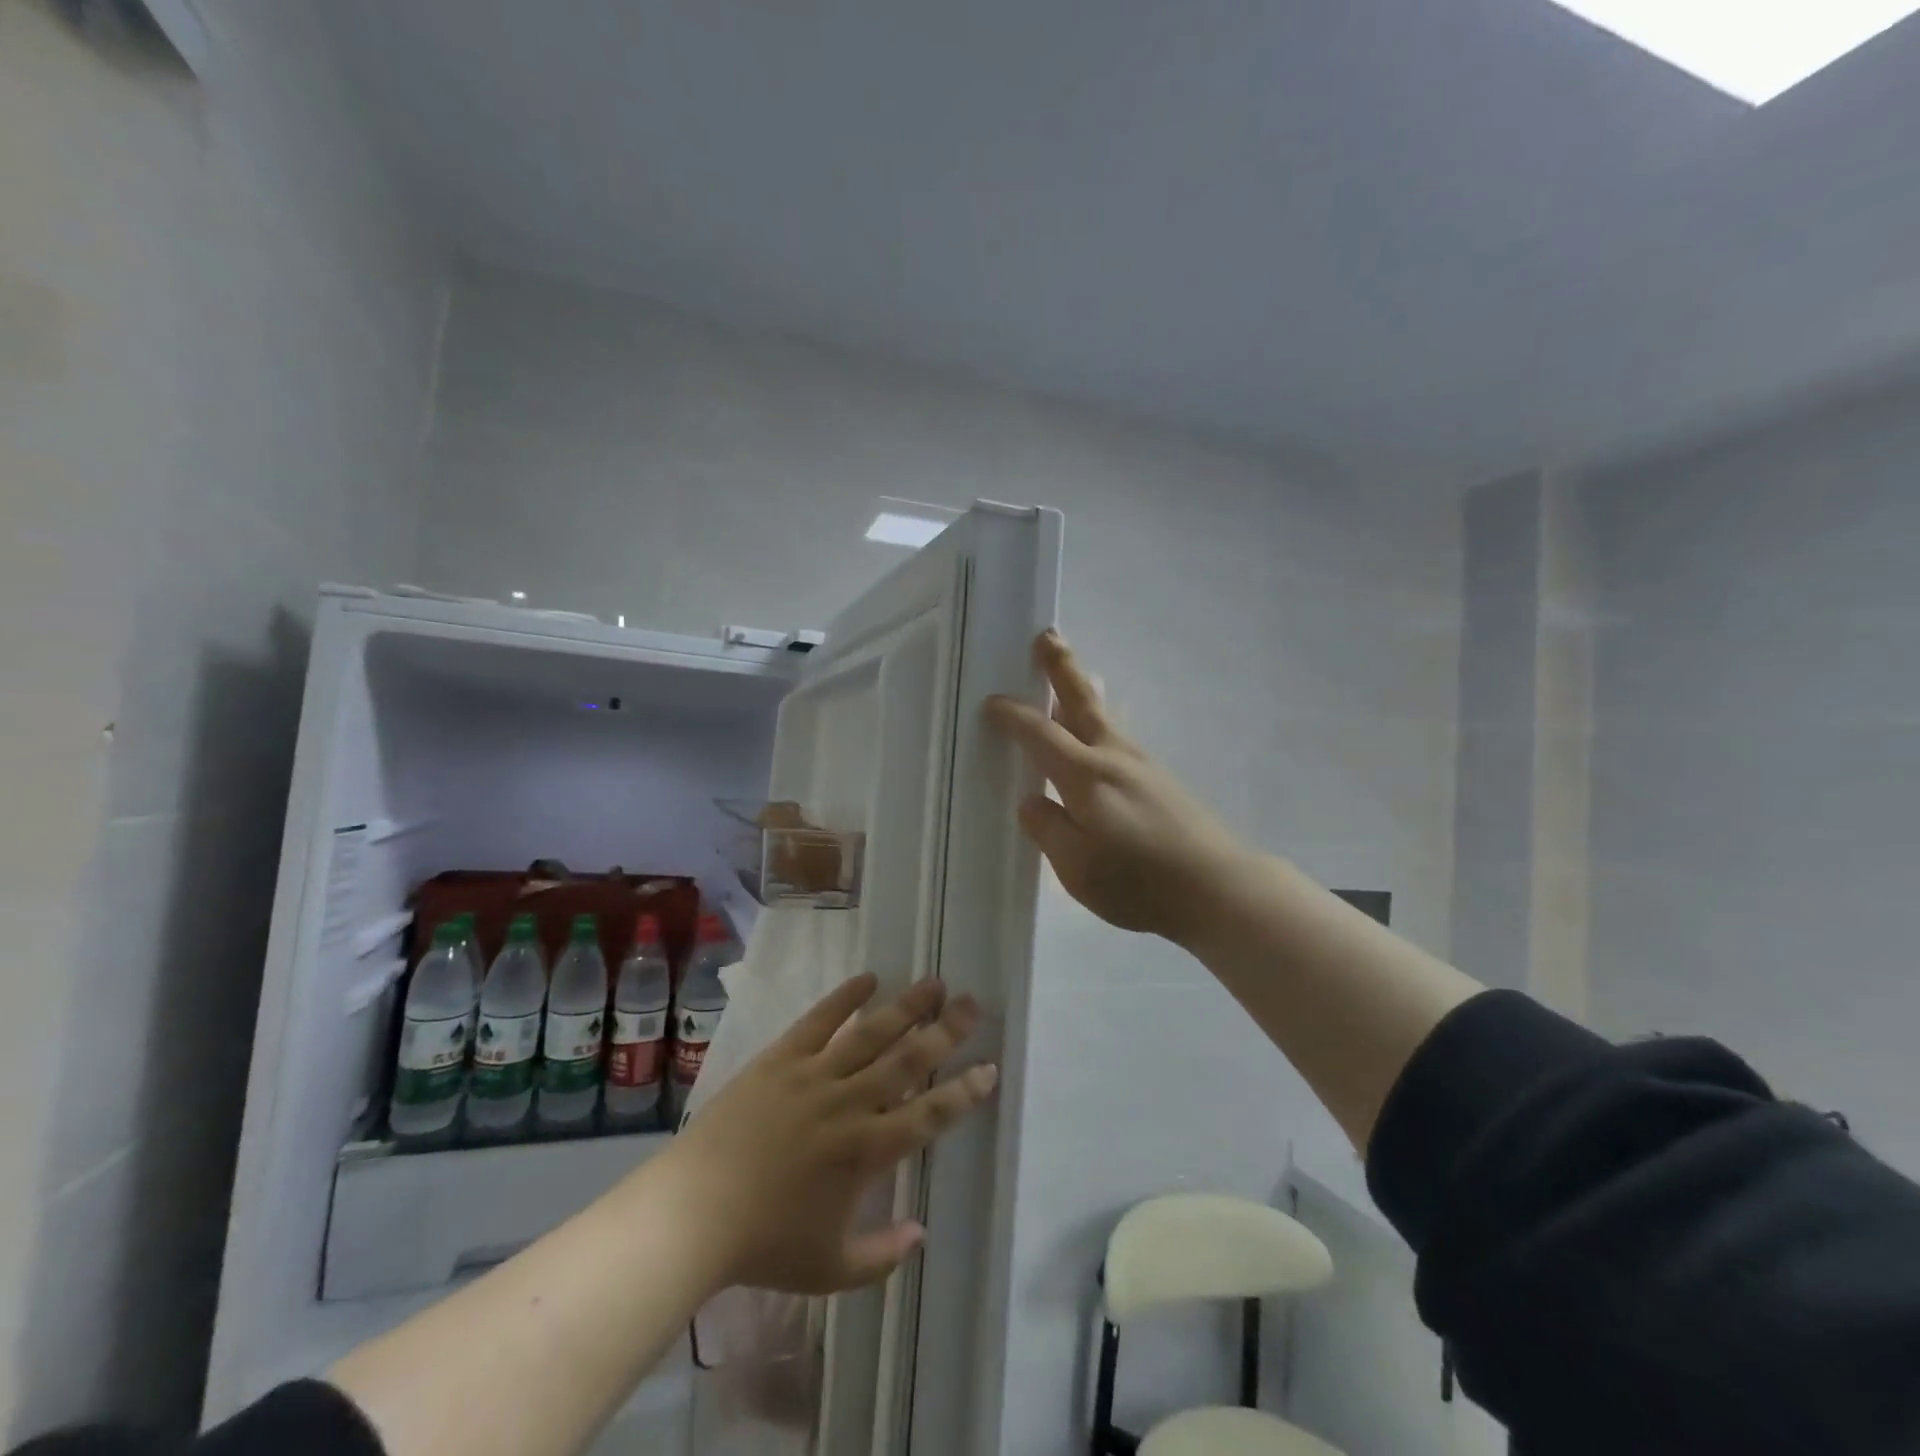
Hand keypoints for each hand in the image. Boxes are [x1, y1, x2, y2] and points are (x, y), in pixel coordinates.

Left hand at [657, 976, 995, 1294]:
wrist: (693, 1212)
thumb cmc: (763, 1245)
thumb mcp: (830, 1270)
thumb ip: (882, 1256)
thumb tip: (921, 1234)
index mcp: (867, 1152)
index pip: (929, 1115)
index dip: (963, 1091)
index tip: (989, 1067)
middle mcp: (849, 1104)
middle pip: (908, 1060)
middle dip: (945, 1031)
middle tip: (971, 1004)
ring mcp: (814, 1076)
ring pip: (871, 1033)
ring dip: (906, 1007)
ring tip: (933, 982)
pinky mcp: (781, 1059)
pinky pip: (819, 1021)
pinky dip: (845, 997)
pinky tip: (868, 978)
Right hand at [985, 629, 1249, 945]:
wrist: (1218, 888)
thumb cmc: (1140, 882)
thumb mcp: (1077, 868)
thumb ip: (1048, 829)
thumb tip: (1032, 800)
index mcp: (1086, 776)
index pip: (1040, 734)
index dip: (1013, 716)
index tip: (991, 702)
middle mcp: (1114, 758)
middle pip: (1082, 702)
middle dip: (1061, 668)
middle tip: (1047, 635)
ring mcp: (1142, 766)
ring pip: (1104, 717)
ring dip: (1082, 691)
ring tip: (1073, 674)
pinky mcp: (1160, 780)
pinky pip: (1118, 737)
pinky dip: (1099, 721)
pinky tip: (1097, 735)